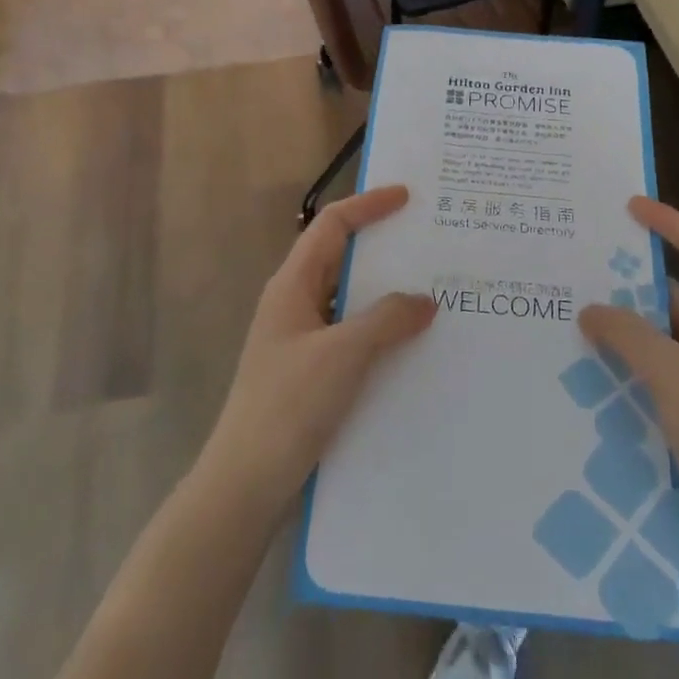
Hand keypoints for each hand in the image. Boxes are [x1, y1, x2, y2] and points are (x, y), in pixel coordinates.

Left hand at [200, 187, 435, 513]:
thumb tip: (425, 299)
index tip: (407, 197)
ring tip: (432, 289)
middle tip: (429, 242)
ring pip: (349, 298)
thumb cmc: (289, 405)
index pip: (331, 226)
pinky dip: (380, 328)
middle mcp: (295, 304)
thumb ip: (387, 319)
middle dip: (382, 246)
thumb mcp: (343, 354)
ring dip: (385, 291)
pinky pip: (352, 333)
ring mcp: (301, 339)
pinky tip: (411, 343)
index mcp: (292, 285)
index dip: (368, 205)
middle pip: (340, 257)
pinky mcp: (311, 372)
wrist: (246, 481)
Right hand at [579, 198, 678, 556]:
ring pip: (663, 336)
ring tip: (576, 313)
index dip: (671, 224)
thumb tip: (590, 309)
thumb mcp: (673, 375)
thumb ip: (628, 335)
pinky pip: (657, 371)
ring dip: (627, 327)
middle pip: (678, 294)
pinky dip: (629, 363)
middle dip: (634, 282)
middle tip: (584, 267)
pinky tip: (590, 365)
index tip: (630, 206)